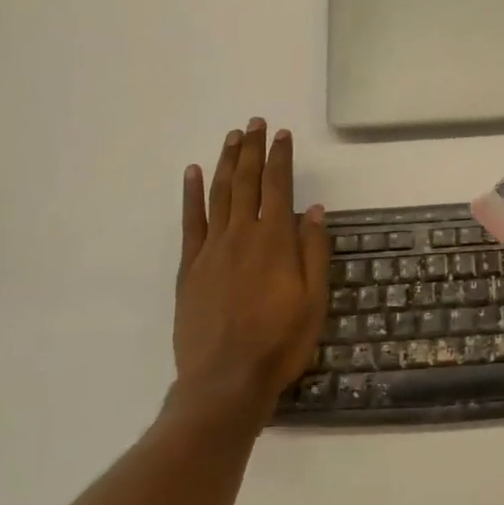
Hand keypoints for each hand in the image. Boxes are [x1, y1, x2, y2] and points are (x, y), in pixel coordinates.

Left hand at [172, 118, 329, 424]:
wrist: (225, 381)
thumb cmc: (280, 343)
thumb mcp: (314, 300)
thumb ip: (313, 251)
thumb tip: (312, 210)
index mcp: (275, 242)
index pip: (278, 187)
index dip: (280, 158)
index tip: (281, 134)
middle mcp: (241, 236)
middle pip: (246, 182)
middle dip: (252, 150)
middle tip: (254, 123)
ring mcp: (211, 250)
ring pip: (218, 195)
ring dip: (225, 162)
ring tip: (232, 137)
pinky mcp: (189, 269)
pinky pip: (190, 223)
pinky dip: (190, 195)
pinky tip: (191, 173)